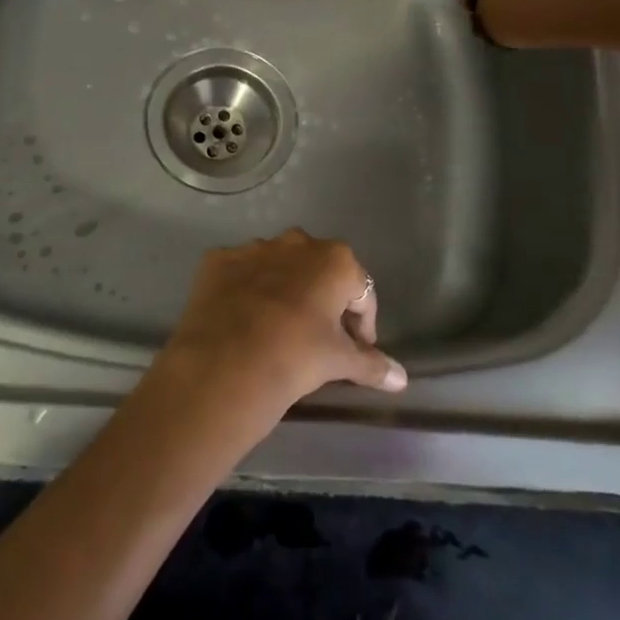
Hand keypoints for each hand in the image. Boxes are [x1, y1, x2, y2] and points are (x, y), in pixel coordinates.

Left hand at [154, 229, 405, 431]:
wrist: (223, 365)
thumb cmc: (295, 357)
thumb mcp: (339, 362)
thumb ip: (372, 364)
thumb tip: (401, 378)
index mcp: (335, 260)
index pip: (361, 293)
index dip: (362, 325)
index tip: (355, 351)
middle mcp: (297, 242)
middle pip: (320, 272)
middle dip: (323, 300)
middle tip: (318, 339)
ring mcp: (254, 247)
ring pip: (278, 267)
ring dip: (283, 291)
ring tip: (277, 330)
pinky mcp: (218, 259)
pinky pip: (241, 273)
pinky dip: (245, 291)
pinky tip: (242, 321)